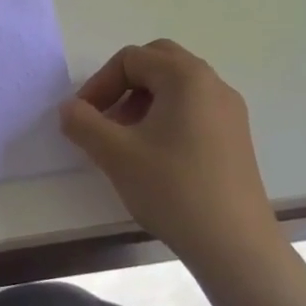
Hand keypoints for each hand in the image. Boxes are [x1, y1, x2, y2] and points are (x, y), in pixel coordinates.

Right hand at [58, 39, 284, 265]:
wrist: (235, 246)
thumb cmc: (173, 189)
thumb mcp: (115, 154)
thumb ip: (82, 123)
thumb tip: (69, 108)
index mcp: (186, 77)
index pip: (131, 59)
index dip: (99, 83)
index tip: (83, 117)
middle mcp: (213, 84)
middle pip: (158, 62)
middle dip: (124, 84)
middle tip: (106, 116)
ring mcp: (230, 111)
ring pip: (177, 86)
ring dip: (144, 100)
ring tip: (125, 139)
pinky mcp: (236, 137)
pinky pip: (194, 108)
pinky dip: (167, 116)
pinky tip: (155, 155)